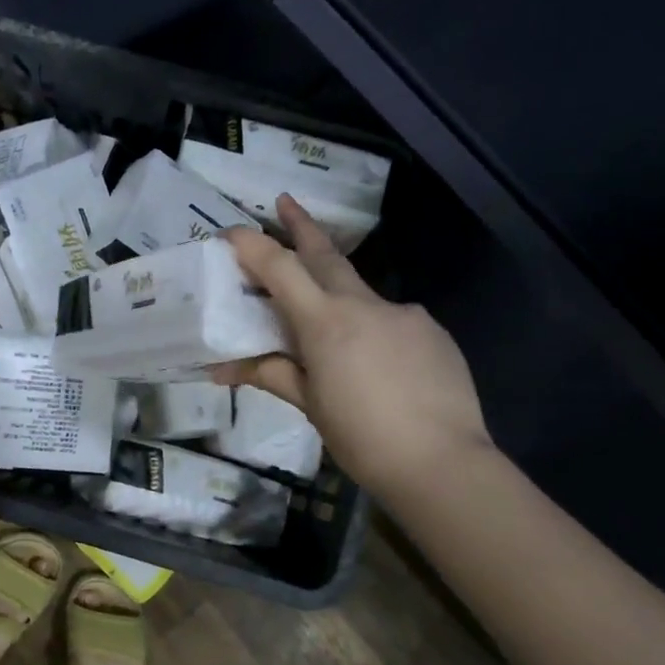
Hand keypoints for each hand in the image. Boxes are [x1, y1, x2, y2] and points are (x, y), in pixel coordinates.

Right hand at [217, 197, 491, 499]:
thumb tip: (221, 368)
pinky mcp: (433, 331)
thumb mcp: (309, 405)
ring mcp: (404, 313)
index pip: (280, 267)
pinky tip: (379, 364)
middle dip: (301, 225)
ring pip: (360, 291)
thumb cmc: (363, 438)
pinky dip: (375, 329)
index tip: (231, 231)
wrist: (444, 464)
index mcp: (325, 321)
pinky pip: (393, 319)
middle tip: (285, 200)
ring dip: (338, 293)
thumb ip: (270, 373)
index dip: (252, 245)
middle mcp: (364, 304)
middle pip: (325, 253)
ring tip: (332, 331)